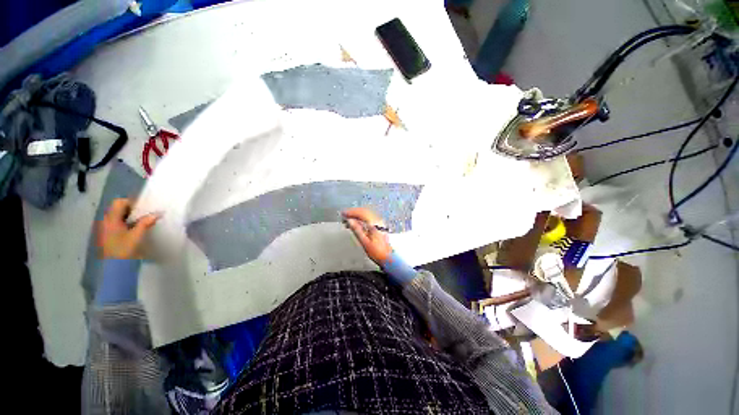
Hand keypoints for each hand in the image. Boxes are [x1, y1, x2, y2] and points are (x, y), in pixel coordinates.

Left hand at [98, 199, 158, 258]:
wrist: (111, 267)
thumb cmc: (123, 249)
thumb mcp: (137, 235)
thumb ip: (146, 223)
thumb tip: (158, 213)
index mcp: (111, 218)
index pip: (120, 202)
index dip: (132, 203)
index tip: (143, 208)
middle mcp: (105, 220)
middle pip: (117, 209)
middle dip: (131, 210)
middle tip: (144, 215)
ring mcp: (104, 228)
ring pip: (116, 216)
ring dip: (128, 217)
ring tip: (140, 223)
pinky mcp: (106, 235)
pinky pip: (115, 224)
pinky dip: (124, 223)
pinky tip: (132, 230)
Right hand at [343, 207, 391, 264]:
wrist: (388, 257)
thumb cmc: (377, 252)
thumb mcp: (364, 241)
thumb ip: (356, 230)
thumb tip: (349, 221)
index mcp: (374, 224)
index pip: (361, 213)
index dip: (351, 212)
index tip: (343, 213)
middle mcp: (378, 221)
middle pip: (364, 211)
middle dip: (353, 212)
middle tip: (344, 215)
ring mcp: (380, 223)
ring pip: (367, 213)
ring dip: (357, 214)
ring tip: (348, 219)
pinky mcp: (379, 225)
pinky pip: (369, 217)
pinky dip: (361, 218)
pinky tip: (356, 222)